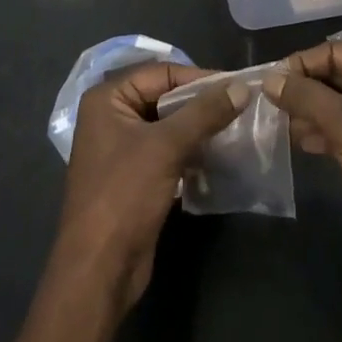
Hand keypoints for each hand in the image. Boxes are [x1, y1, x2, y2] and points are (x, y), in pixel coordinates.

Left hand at [55, 62, 246, 311]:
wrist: (100, 269)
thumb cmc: (125, 195)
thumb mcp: (166, 147)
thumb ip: (204, 113)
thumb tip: (241, 87)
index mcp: (108, 99)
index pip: (161, 73)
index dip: (199, 78)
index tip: (237, 88)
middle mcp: (111, 116)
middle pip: (165, 97)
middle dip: (201, 104)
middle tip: (241, 108)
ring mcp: (122, 148)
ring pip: (169, 126)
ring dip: (200, 129)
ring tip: (237, 131)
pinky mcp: (135, 176)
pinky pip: (168, 151)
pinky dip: (192, 151)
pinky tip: (220, 157)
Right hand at [264, 41, 341, 276]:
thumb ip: (306, 97)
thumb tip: (269, 79)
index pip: (337, 52)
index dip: (302, 64)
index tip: (269, 80)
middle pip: (337, 75)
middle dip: (304, 90)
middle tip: (270, 103)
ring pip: (337, 102)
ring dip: (309, 112)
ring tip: (281, 125)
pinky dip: (322, 130)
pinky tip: (300, 142)